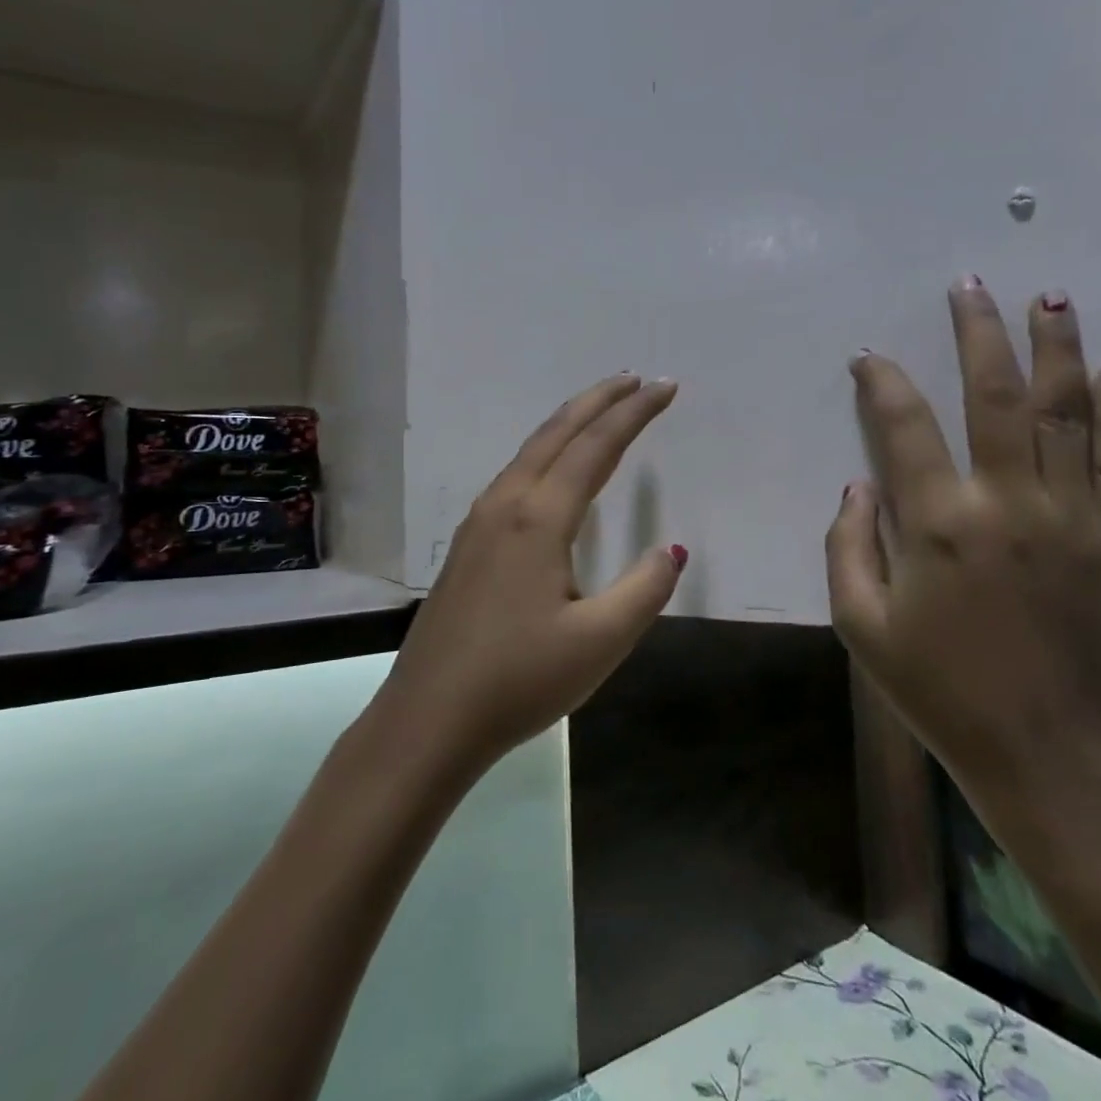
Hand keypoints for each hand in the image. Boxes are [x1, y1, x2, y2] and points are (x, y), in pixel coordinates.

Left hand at [376, 373, 684, 776]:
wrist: (427, 720)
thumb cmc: (518, 681)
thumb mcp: (600, 643)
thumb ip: (644, 590)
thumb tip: (673, 549)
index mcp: (539, 519)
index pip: (596, 447)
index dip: (634, 414)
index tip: (665, 388)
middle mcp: (506, 505)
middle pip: (557, 433)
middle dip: (599, 400)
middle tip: (635, 379)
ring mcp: (480, 523)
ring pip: (530, 451)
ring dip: (570, 423)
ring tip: (601, 412)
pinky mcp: (468, 545)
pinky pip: (515, 475)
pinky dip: (546, 452)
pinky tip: (553, 471)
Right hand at [826, 280, 1100, 802]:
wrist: (1048, 754)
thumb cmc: (941, 690)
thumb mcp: (861, 626)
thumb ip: (847, 545)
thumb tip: (859, 484)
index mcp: (939, 524)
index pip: (904, 426)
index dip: (882, 382)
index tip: (869, 357)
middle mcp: (1009, 503)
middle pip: (996, 396)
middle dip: (979, 334)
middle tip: (971, 287)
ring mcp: (1075, 517)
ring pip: (1067, 412)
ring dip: (1056, 350)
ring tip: (1049, 299)